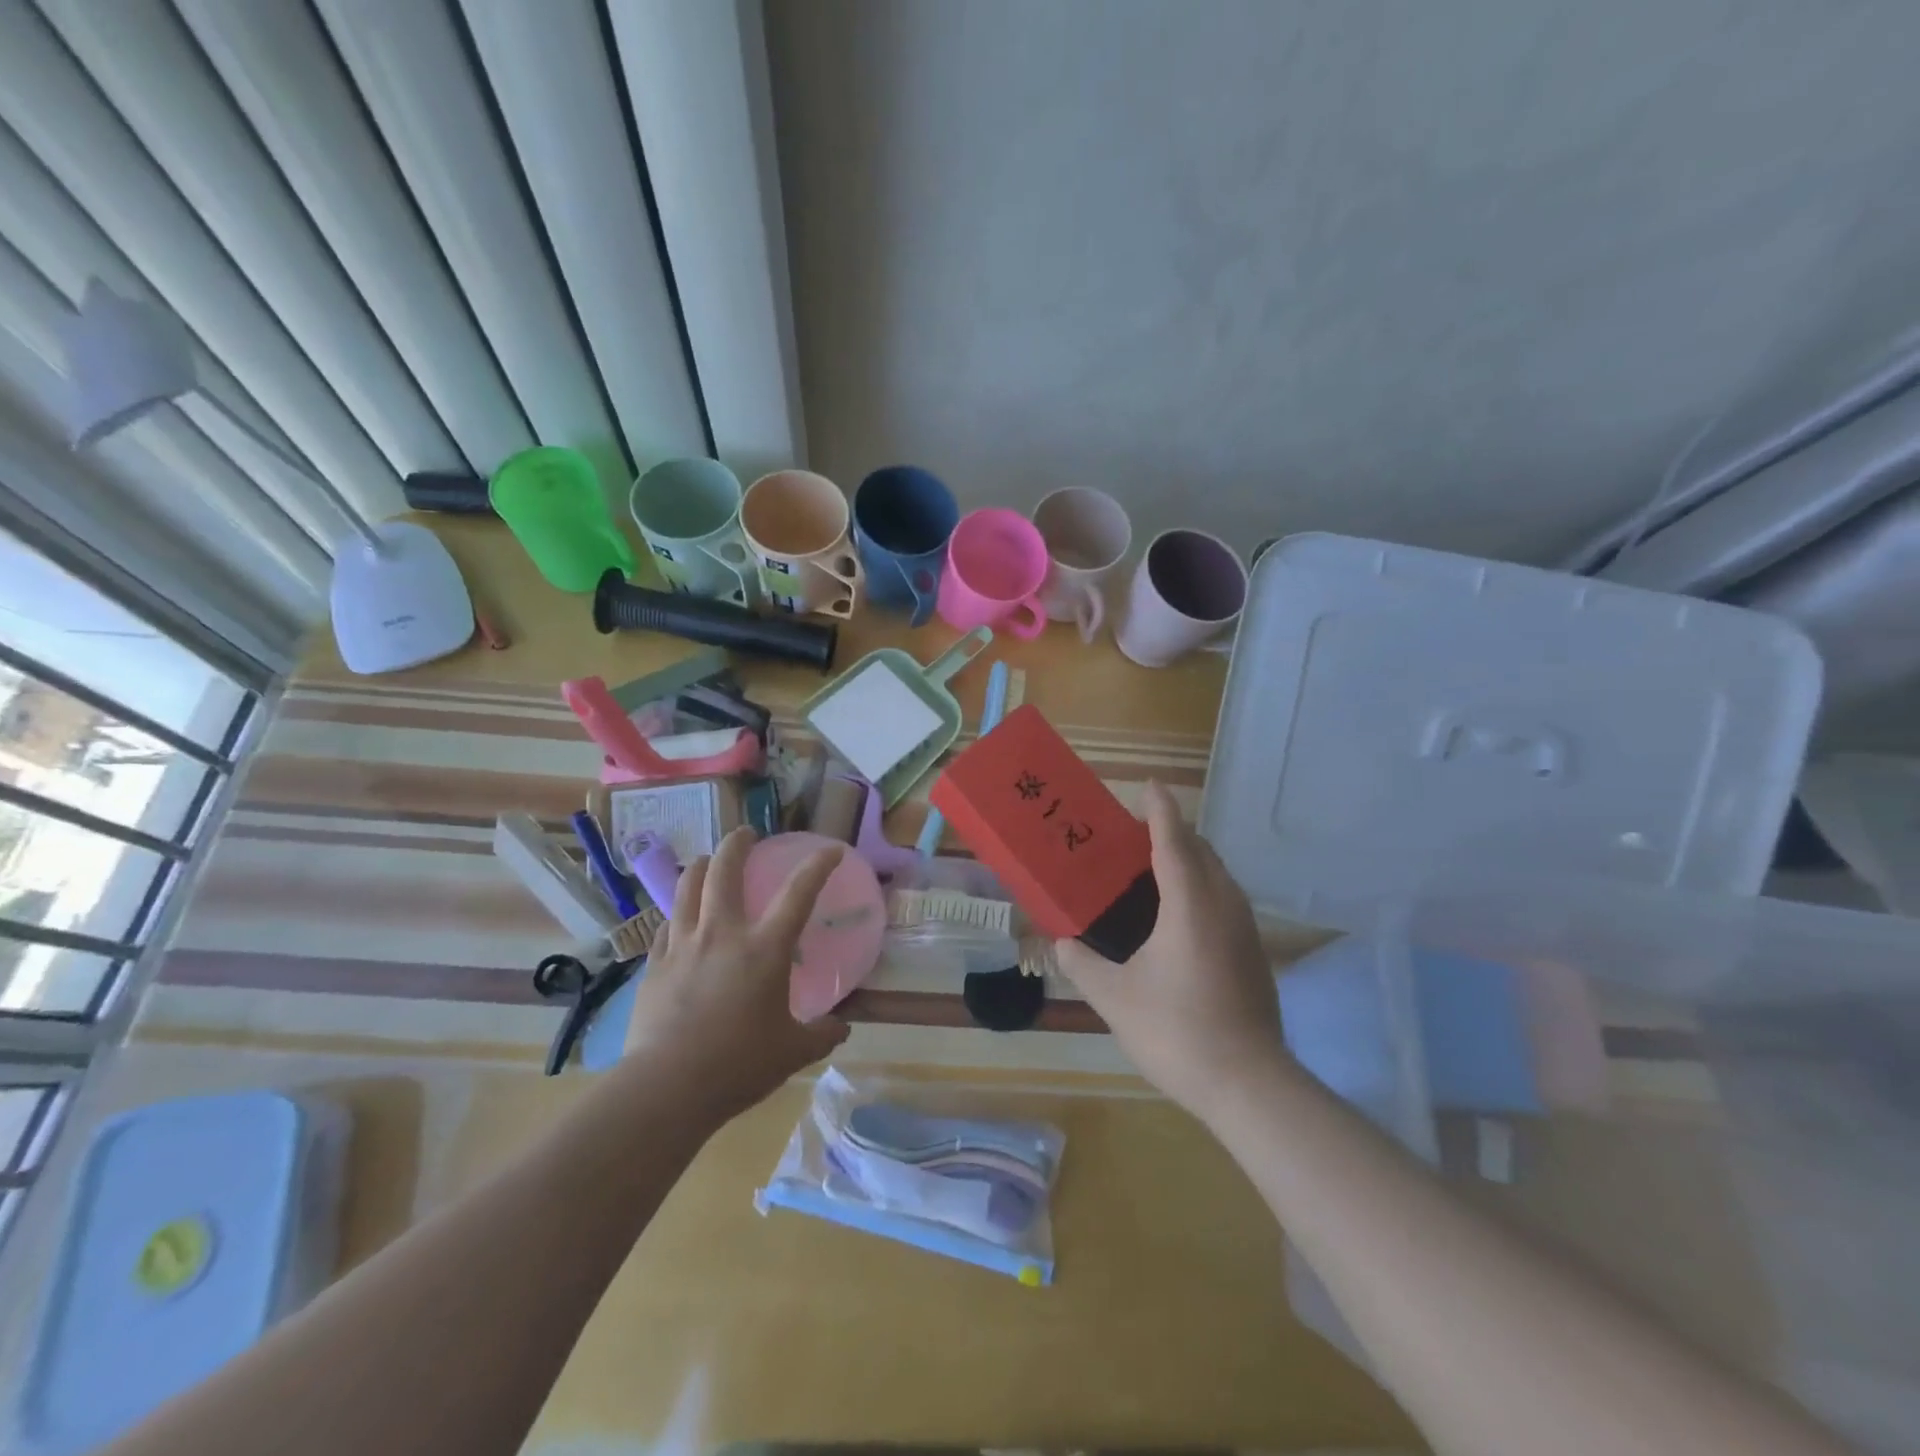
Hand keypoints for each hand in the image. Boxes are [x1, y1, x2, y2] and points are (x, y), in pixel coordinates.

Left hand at [624, 827, 849, 1123]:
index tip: (831, 850)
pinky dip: (677, 914)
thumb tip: (841, 1027)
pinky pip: (666, 926)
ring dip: (698, 867)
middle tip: (746, 835)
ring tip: (704, 862)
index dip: (818, 865)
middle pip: (724, 871)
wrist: (666, 1088)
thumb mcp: (793, 1052)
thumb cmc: (738, 1065)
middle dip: (736, 844)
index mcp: (764, 949)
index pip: (799, 893)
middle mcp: (722, 934)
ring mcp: (683, 946)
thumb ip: (822, 1034)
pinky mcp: (655, 966)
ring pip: (685, 888)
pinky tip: (679, 921)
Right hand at [1054, 782, 1285, 1122]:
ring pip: (1218, 875)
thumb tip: (1061, 943)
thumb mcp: (1114, 998)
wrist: (1249, 1084)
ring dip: (1190, 859)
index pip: (1172, 841)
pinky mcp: (1254, 953)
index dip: (1159, 810)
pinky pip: (1225, 899)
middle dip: (1173, 831)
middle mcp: (1223, 905)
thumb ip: (1082, 964)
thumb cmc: (1176, 1032)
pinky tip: (1179, 915)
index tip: (1148, 786)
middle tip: (1135, 834)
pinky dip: (1202, 886)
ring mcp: (1245, 929)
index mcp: (1189, 905)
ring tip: (1154, 868)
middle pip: (1201, 851)